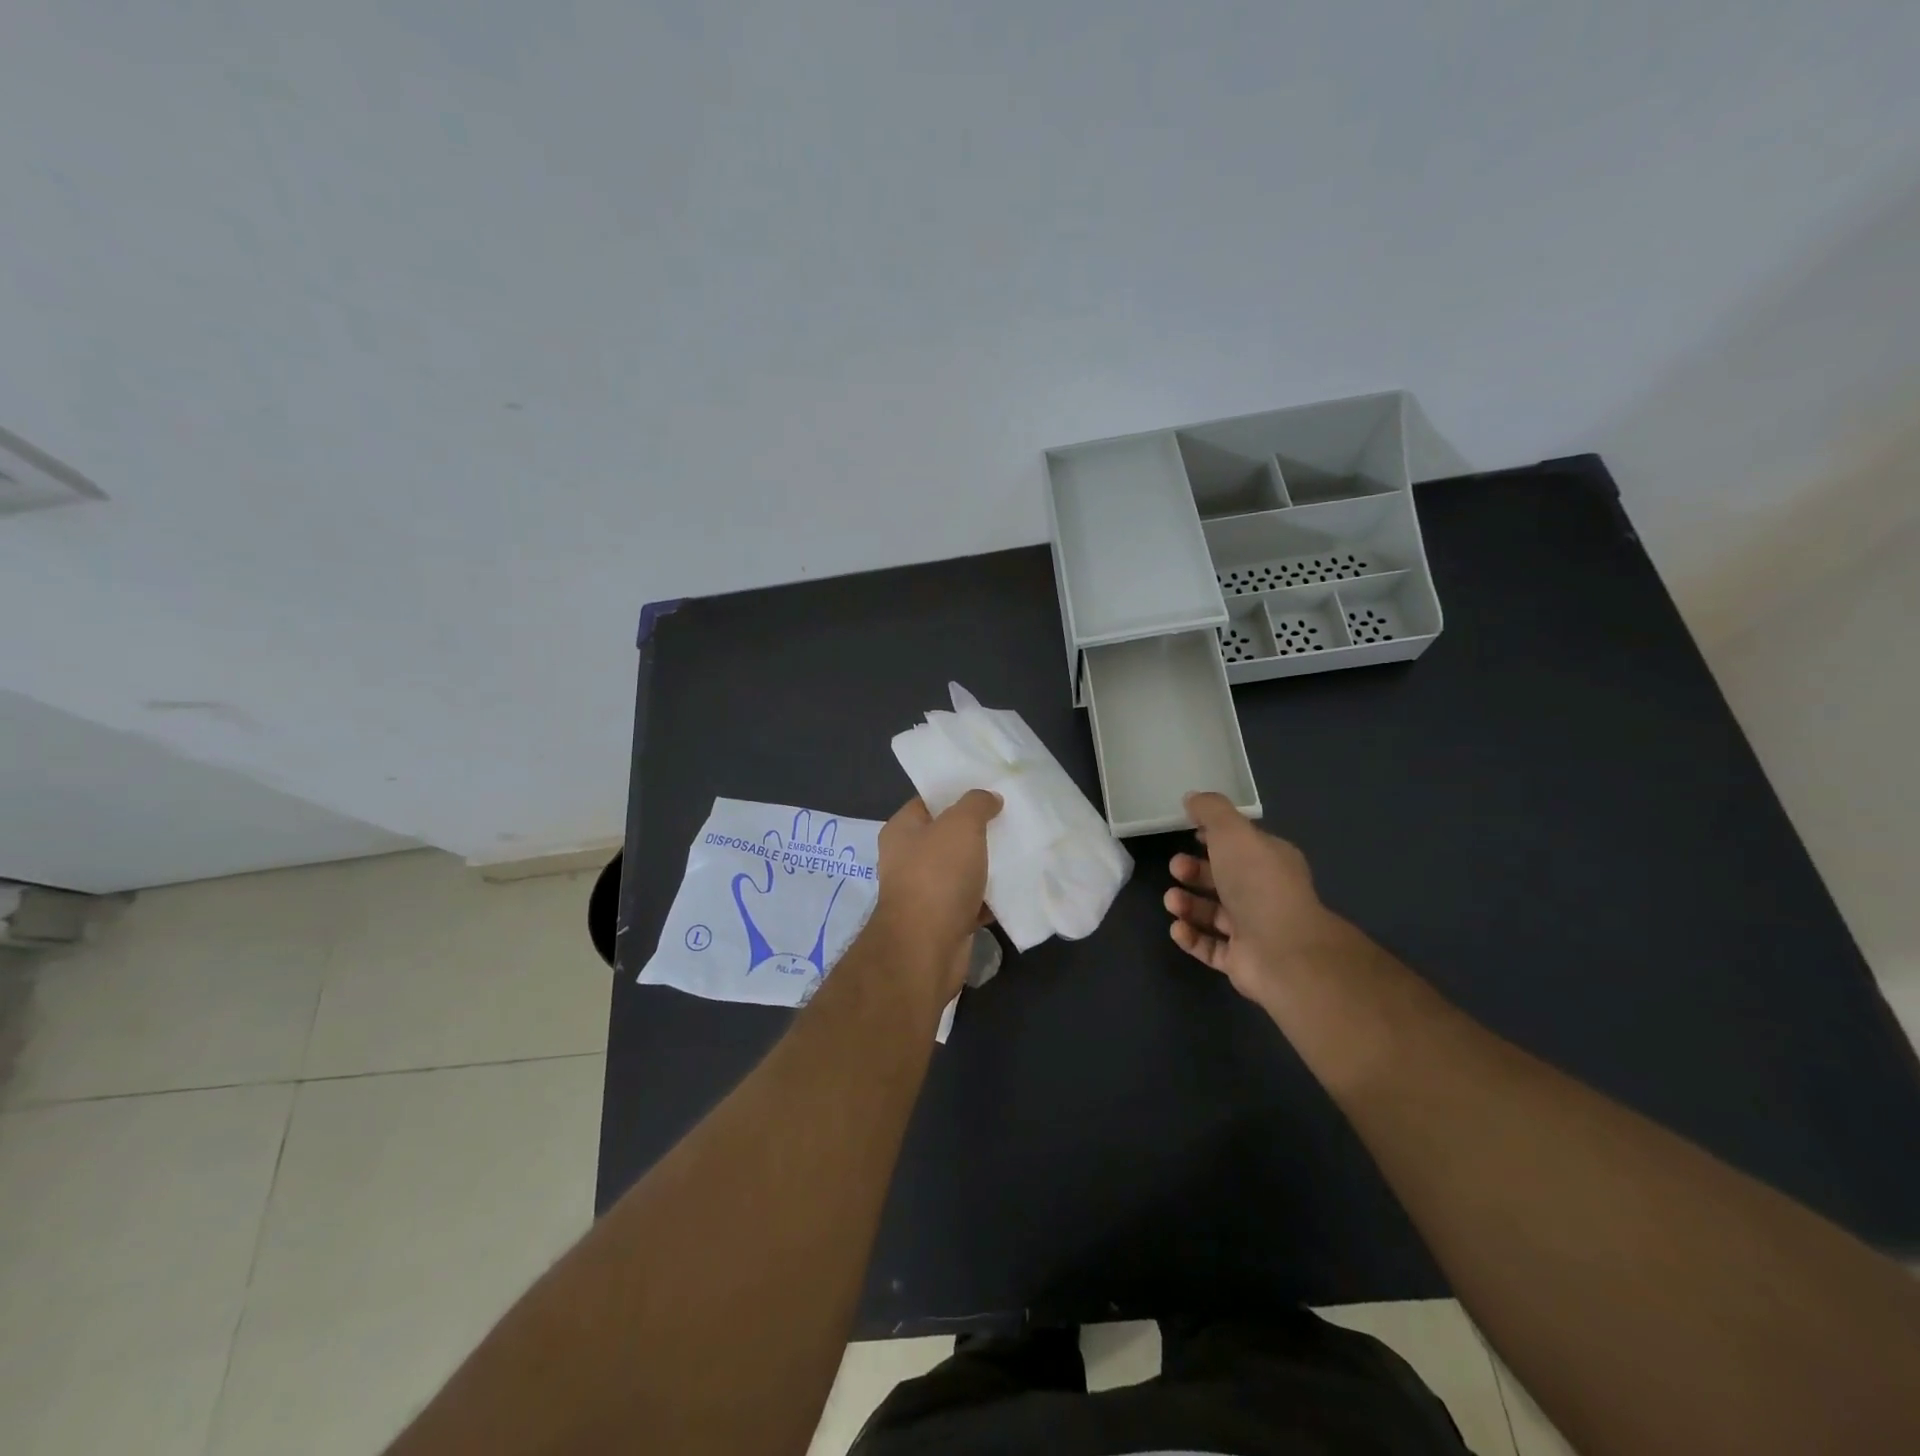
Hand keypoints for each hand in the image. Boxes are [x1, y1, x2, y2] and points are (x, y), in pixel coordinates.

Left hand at [872, 791, 1001, 999]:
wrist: (927, 948)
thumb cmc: (937, 876)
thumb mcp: (960, 825)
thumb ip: (976, 804)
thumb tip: (989, 798)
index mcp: (902, 831)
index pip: (929, 801)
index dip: (957, 793)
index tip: (990, 789)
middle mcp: (908, 860)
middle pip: (948, 836)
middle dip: (979, 830)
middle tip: (1012, 818)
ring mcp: (926, 892)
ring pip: (963, 870)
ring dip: (988, 865)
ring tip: (1022, 850)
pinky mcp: (945, 920)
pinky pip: (973, 901)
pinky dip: (991, 897)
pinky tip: (1018, 887)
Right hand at [1163, 791, 1348, 1013]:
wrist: (1282, 951)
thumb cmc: (1258, 883)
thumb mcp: (1232, 832)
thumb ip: (1211, 811)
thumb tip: (1192, 798)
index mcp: (1270, 861)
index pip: (1240, 845)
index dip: (1213, 837)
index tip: (1187, 833)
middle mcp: (1264, 894)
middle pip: (1222, 879)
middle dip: (1194, 871)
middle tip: (1175, 868)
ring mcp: (1254, 930)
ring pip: (1213, 913)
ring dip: (1187, 904)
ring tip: (1172, 902)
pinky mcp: (1241, 961)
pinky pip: (1210, 946)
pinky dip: (1191, 937)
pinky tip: (1178, 928)